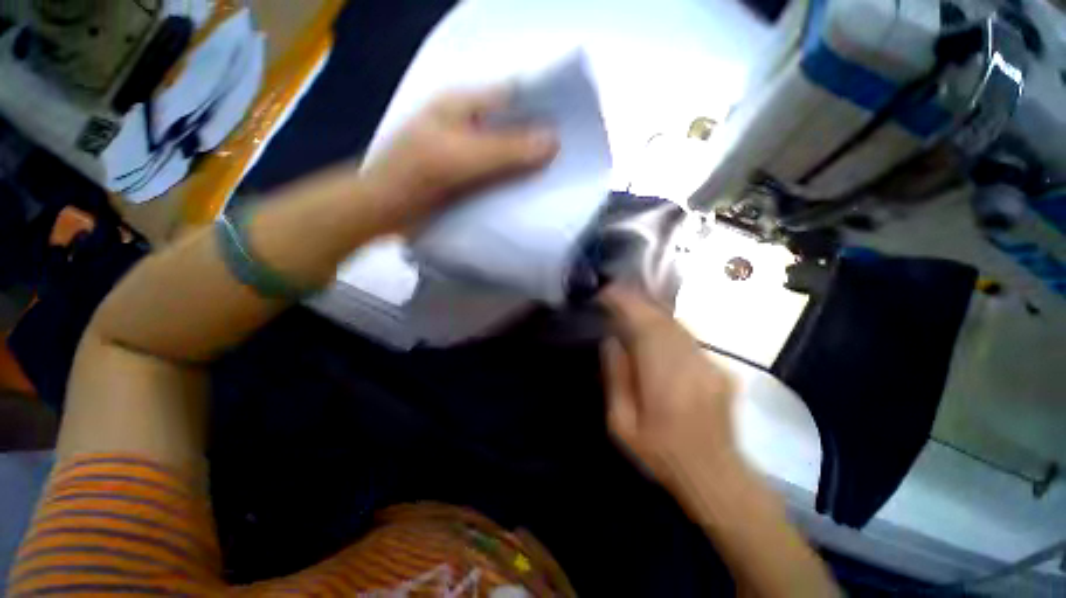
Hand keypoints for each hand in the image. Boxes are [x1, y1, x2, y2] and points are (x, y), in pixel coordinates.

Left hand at [361, 89, 558, 226]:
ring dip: (530, 167)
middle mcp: (470, 127)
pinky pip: (500, 179)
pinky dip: (516, 186)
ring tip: (559, 178)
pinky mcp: (471, 181)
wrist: (382, 212)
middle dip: (540, 142)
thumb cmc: (414, 176)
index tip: (572, 127)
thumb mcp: (459, 158)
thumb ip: (505, 151)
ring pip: (509, 156)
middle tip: (570, 158)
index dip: (543, 107)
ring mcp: (471, 156)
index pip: (513, 97)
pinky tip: (534, 195)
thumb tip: (555, 142)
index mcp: (464, 107)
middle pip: (514, 128)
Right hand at [600, 285, 740, 496]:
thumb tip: (611, 341)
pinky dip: (667, 323)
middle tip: (615, 291)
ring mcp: (708, 365)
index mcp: (663, 381)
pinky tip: (654, 322)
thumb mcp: (622, 425)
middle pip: (662, 320)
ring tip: (630, 301)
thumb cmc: (660, 454)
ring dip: (651, 309)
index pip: (644, 328)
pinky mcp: (718, 368)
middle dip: (636, 301)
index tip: (607, 292)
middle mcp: (690, 365)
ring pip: (676, 324)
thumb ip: (616, 379)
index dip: (626, 305)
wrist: (715, 474)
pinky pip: (688, 335)